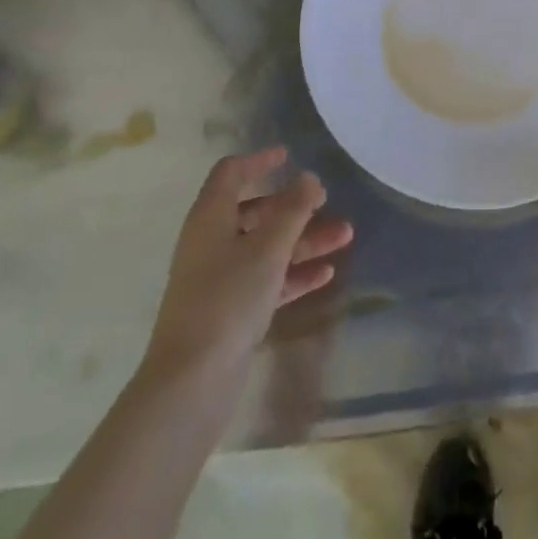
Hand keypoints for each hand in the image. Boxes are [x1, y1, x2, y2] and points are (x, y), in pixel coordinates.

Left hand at [142, 147, 353, 379]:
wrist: (191, 382)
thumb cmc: (228, 299)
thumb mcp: (268, 247)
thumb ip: (293, 209)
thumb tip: (309, 177)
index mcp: (210, 218)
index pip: (231, 174)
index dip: (258, 160)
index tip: (289, 155)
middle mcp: (211, 243)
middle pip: (254, 211)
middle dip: (294, 206)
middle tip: (327, 201)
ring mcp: (220, 279)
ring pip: (266, 247)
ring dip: (304, 239)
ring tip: (346, 236)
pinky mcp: (230, 312)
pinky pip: (267, 280)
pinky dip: (294, 272)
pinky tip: (326, 273)